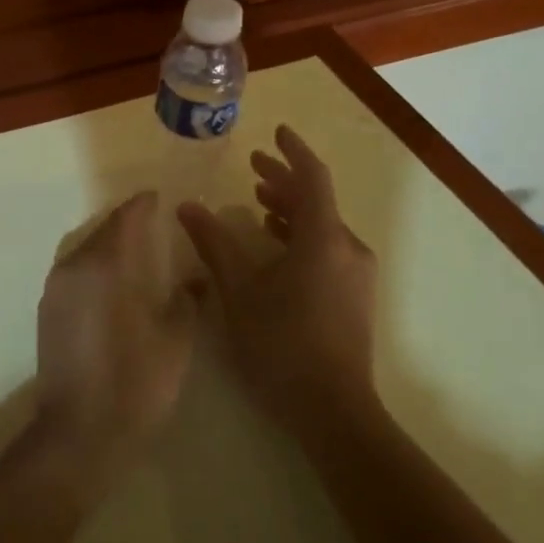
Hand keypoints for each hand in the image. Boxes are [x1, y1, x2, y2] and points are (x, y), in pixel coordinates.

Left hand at [32, 192, 196, 489]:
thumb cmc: (135, 383)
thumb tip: (194, 279)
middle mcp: (74, 267)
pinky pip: (74, 271)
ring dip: (108, 244)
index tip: (157, 196)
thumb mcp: (175, 341)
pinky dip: (94, 266)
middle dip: (126, 224)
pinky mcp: (47, 310)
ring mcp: (55, 288)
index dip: (142, 205)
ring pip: (85, 250)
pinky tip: (112, 282)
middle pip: (102, 232)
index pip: (125, 220)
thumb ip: (185, 301)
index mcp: (106, 266)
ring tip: (134, 250)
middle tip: (151, 222)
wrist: (80, 432)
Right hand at [177, 126, 379, 437]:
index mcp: (323, 239)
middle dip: (284, 180)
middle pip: (317, 200)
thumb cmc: (281, 344)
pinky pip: (327, 248)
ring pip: (322, 226)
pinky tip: (275, 245)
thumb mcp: (239, 291)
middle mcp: (347, 249)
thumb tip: (187, 206)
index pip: (312, 178)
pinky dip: (301, 234)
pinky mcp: (354, 297)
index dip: (293, 151)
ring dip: (291, 208)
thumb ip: (214, 244)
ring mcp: (355, 275)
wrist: (333, 411)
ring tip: (258, 202)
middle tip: (253, 166)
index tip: (276, 131)